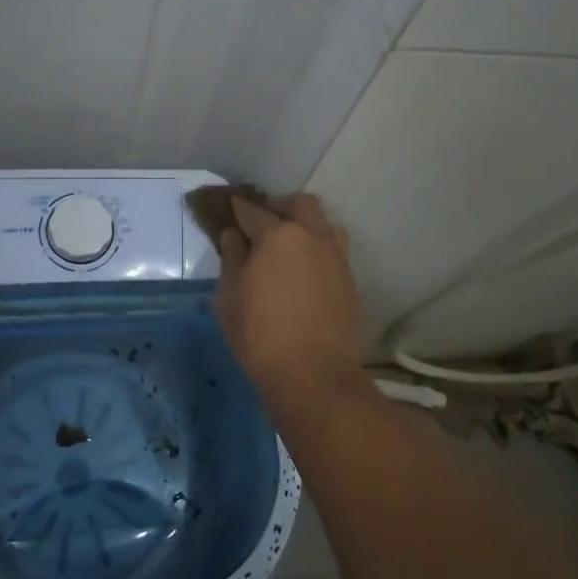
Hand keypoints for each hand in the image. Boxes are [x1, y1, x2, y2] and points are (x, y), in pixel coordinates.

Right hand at [216, 193, 365, 403]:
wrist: (314, 375)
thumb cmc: (260, 337)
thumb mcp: (229, 298)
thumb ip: (232, 260)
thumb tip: (234, 236)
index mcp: (277, 235)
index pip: (252, 211)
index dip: (237, 208)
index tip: (228, 207)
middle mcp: (311, 235)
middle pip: (298, 204)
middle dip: (278, 206)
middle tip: (261, 223)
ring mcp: (335, 255)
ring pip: (322, 223)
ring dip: (304, 223)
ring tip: (287, 244)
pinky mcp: (349, 277)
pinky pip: (333, 248)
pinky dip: (316, 247)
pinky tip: (303, 268)